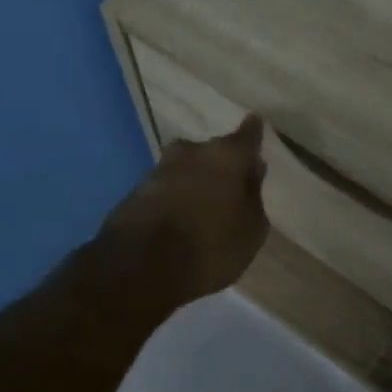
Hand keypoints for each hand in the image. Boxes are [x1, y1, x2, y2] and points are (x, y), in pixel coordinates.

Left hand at [101, 116, 269, 305]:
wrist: (139, 266)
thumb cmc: (211, 246)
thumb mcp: (251, 229)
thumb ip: (254, 195)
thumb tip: (252, 171)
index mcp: (227, 155)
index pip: (247, 134)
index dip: (253, 132)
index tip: (256, 124)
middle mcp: (192, 152)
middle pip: (214, 151)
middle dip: (223, 163)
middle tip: (232, 185)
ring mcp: (160, 168)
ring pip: (187, 167)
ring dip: (196, 180)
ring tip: (205, 206)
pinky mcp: (136, 190)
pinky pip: (167, 188)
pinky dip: (176, 197)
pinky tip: (181, 219)